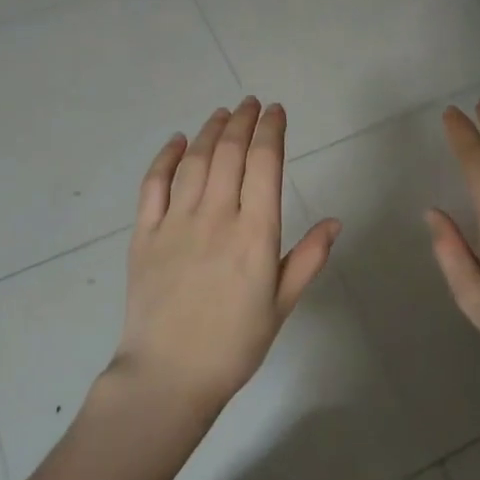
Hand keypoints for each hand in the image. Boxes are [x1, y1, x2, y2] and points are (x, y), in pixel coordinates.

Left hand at [117, 97, 339, 411]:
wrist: (168, 377)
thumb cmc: (234, 345)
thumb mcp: (282, 305)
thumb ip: (308, 259)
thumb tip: (335, 221)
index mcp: (255, 234)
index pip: (265, 164)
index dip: (271, 131)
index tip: (276, 111)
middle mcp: (216, 217)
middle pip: (230, 153)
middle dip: (243, 121)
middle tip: (251, 103)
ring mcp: (176, 223)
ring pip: (195, 161)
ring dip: (210, 131)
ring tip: (223, 113)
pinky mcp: (144, 235)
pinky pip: (154, 185)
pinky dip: (166, 157)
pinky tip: (177, 141)